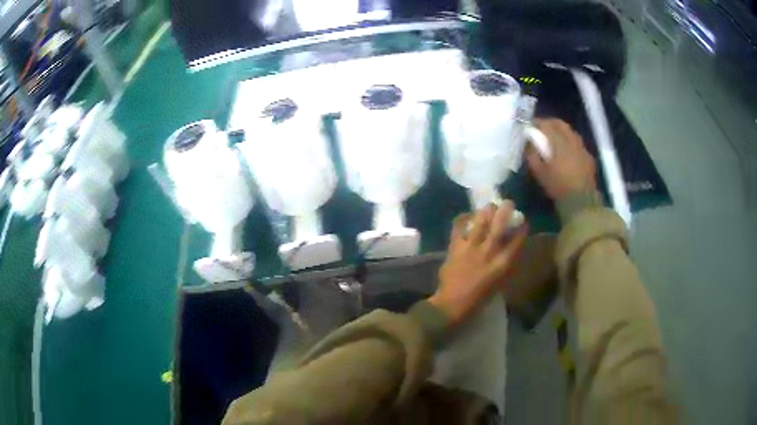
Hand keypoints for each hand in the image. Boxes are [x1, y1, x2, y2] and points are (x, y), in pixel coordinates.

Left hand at [429, 201, 527, 326]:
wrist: (451, 304)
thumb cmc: (477, 299)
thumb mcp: (498, 284)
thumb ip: (504, 266)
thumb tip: (509, 249)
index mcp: (501, 265)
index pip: (516, 242)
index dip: (521, 230)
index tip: (524, 222)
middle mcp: (488, 253)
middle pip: (498, 227)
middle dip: (505, 212)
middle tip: (508, 203)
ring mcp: (470, 248)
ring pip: (480, 223)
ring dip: (486, 211)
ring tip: (489, 205)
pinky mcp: (455, 247)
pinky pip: (458, 228)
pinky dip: (462, 219)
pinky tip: (467, 215)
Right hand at [526, 119, 596, 199]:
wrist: (581, 202)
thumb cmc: (558, 187)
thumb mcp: (539, 173)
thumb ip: (532, 155)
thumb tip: (528, 143)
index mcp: (559, 143)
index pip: (547, 125)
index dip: (538, 122)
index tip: (531, 124)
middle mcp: (572, 141)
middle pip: (561, 124)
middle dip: (551, 122)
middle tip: (543, 126)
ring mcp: (582, 149)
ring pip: (571, 132)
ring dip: (562, 130)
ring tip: (555, 136)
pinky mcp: (589, 157)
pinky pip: (578, 143)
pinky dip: (571, 142)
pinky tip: (568, 150)